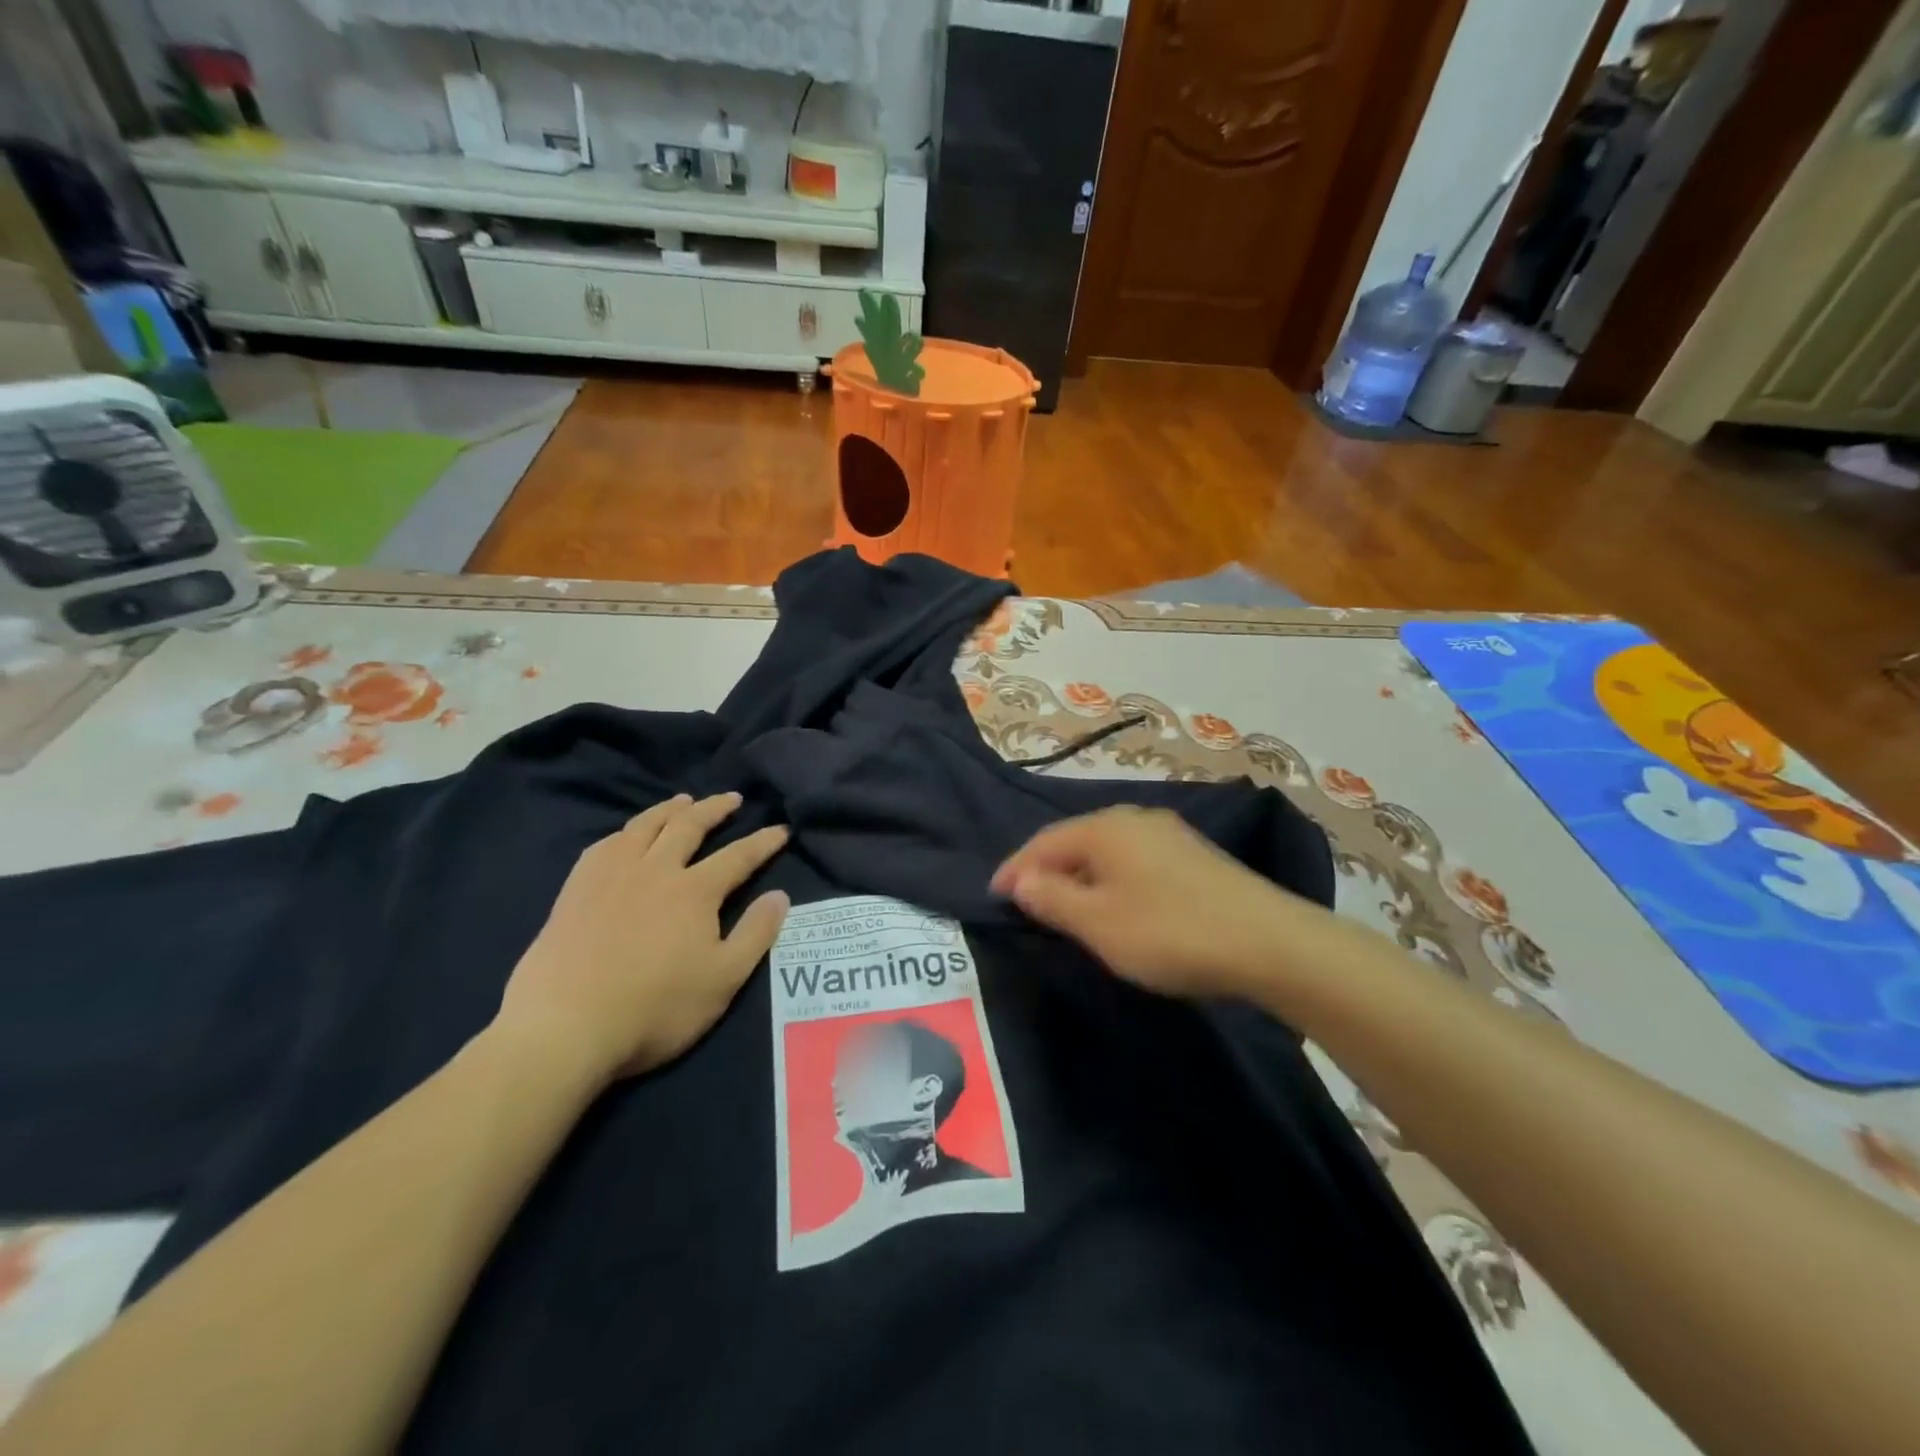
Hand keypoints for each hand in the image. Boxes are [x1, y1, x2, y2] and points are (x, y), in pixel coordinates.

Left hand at [496, 793, 788, 1085]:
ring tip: (683, 801)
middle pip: (689, 826)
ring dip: (669, 809)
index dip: (763, 842)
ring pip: (645, 826)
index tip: (781, 829)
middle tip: (732, 798)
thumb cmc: (655, 1007)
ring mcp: (611, 875)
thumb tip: (779, 895)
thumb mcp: (723, 979)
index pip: (739, 856)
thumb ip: (755, 934)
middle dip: (715, 808)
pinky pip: (604, 845)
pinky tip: (625, 836)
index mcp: (695, 891)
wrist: (565, 1025)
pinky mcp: (576, 889)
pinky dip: (624, 833)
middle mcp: (656, 870)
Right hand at [991, 806, 1304, 999]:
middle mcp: (1134, 819)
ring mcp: (1168, 834)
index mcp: (1104, 828)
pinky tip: (1116, 903)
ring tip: (1065, 906)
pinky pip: (1133, 860)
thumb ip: (1052, 898)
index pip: (1044, 842)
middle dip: (1046, 870)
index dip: (1015, 869)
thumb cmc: (1169, 932)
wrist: (1269, 942)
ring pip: (1106, 851)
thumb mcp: (1098, 923)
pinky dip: (1110, 880)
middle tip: (1026, 903)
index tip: (993, 896)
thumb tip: (1020, 880)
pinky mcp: (1193, 855)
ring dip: (1079, 876)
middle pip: (1075, 841)